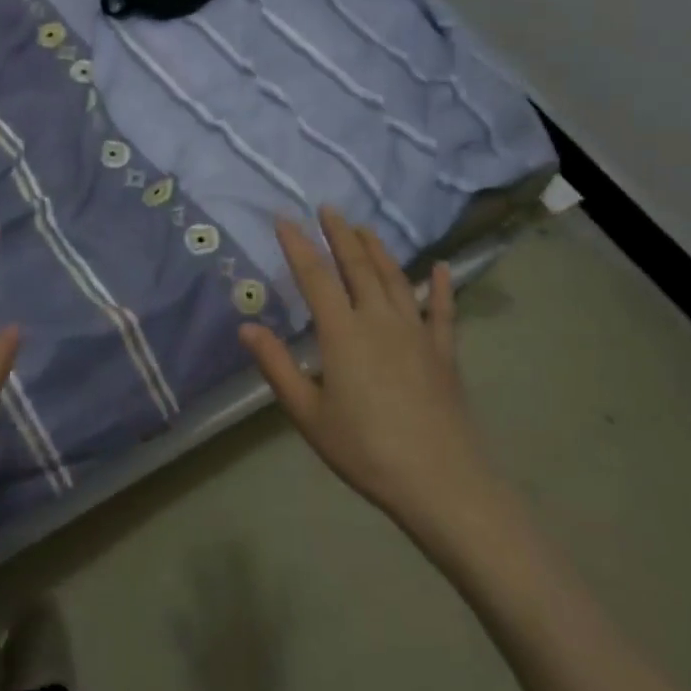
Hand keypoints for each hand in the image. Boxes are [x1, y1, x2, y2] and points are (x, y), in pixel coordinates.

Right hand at [239, 208, 501, 555]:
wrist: (441, 482)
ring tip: (365, 228)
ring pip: (395, 278)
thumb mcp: (308, 414)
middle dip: (340, 235)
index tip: (284, 219)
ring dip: (378, 249)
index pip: (314, 276)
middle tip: (328, 208)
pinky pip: (442, 310)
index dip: (297, 245)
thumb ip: (277, 366)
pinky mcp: (444, 352)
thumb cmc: (365, 449)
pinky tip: (442, 267)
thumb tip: (246, 327)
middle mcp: (379, 320)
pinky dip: (441, 286)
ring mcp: (416, 332)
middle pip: (357, 266)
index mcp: (343, 333)